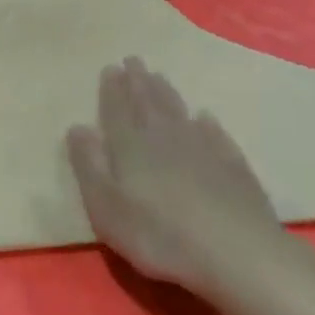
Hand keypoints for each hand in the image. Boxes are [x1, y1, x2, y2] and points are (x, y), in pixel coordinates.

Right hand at [67, 57, 278, 297]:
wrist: (236, 253)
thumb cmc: (159, 236)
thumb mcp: (106, 207)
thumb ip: (89, 165)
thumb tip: (77, 127)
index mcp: (131, 147)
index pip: (117, 111)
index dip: (112, 90)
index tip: (110, 68)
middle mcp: (165, 138)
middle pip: (149, 103)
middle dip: (138, 82)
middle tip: (133, 60)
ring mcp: (203, 149)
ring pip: (179, 112)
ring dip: (167, 93)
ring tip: (159, 77)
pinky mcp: (233, 166)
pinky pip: (215, 134)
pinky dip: (207, 122)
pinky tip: (205, 117)